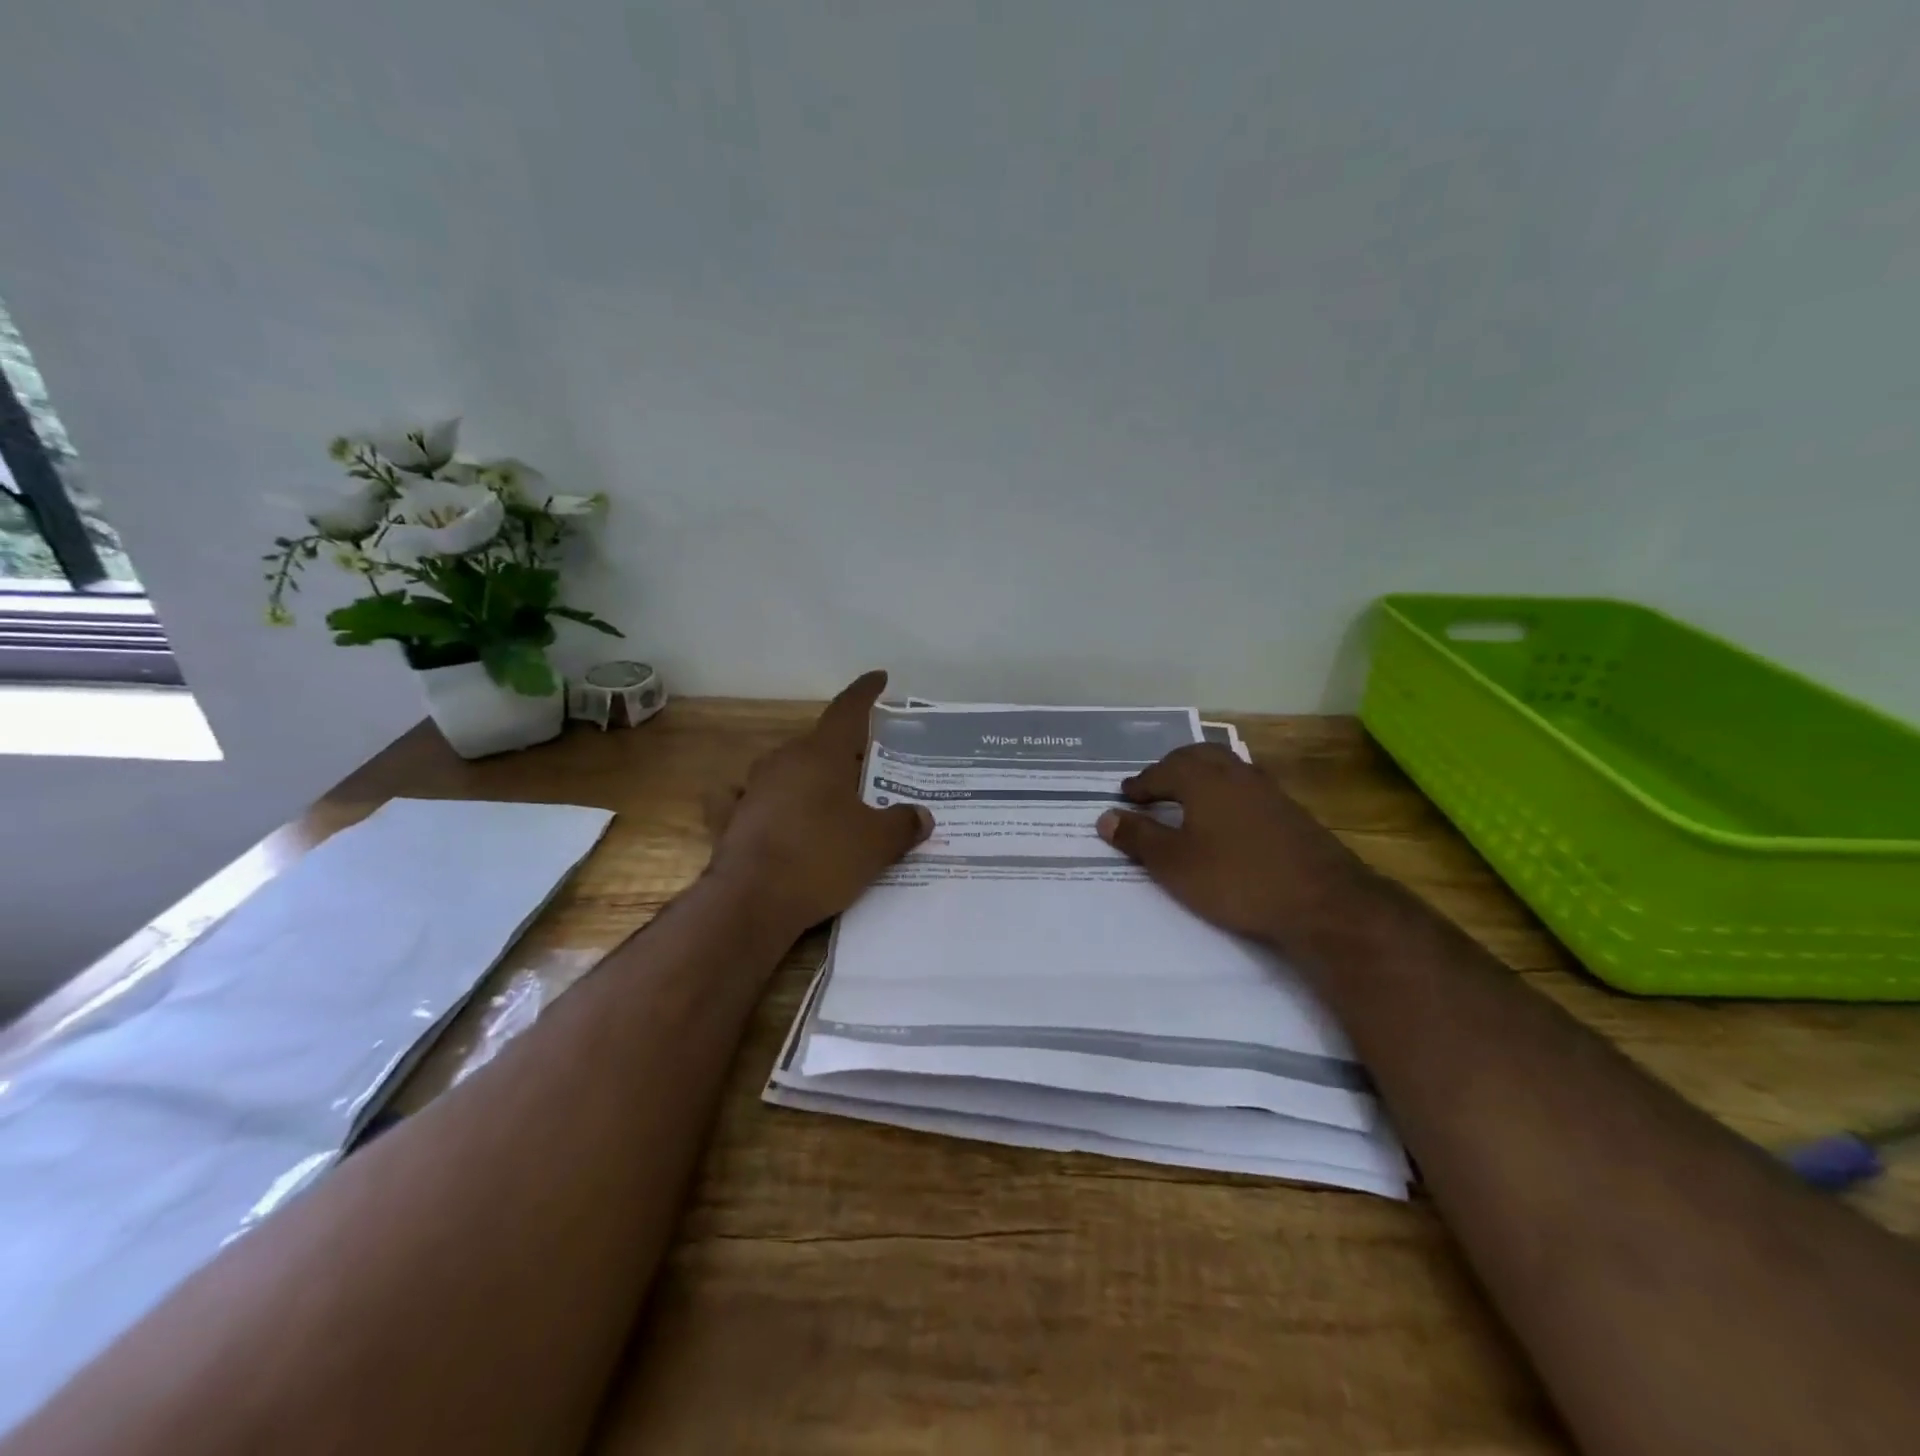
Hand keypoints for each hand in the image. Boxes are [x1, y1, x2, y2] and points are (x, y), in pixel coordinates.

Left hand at [704, 670, 932, 935]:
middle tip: (868, 767)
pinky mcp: (729, 819)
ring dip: (806, 777)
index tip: (878, 678)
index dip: (865, 693)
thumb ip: (902, 825)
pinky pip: (746, 801)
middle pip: (818, 744)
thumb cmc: (821, 859)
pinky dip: (759, 802)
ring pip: (785, 770)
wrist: (752, 901)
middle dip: (843, 751)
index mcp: (821, 754)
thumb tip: (922, 816)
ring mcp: (751, 789)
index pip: (847, 710)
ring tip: (827, 797)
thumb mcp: (876, 844)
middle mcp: (784, 761)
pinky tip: (764, 813)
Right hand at [1096, 743, 1373, 949]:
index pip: (1162, 771)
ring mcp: (1268, 790)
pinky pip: (1246, 788)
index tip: (1126, 795)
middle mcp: (1235, 774)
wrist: (1322, 902)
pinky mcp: (1291, 812)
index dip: (1141, 784)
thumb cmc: (1235, 879)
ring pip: (1226, 769)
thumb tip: (1106, 816)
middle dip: (1171, 768)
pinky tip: (1226, 818)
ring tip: (1187, 798)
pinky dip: (1225, 793)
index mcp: (1203, 779)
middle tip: (1154, 787)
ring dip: (1201, 777)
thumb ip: (1139, 837)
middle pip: (1197, 757)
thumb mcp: (1174, 864)